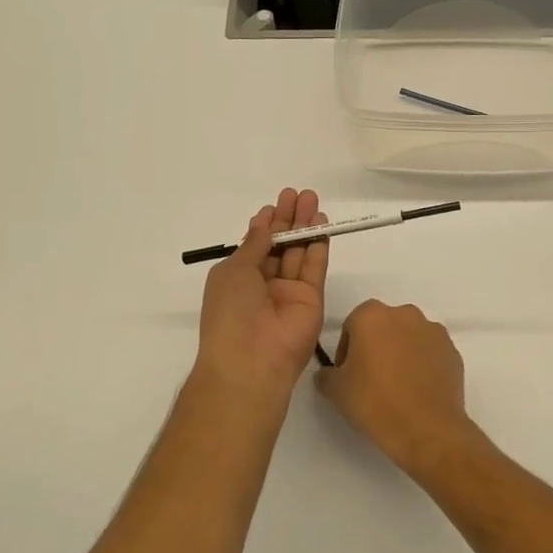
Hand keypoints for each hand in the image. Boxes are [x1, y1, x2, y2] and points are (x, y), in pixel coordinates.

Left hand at [192, 188, 327, 414]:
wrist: (251, 359)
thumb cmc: (230, 311)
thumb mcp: (233, 271)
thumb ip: (254, 245)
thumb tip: (264, 225)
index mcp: (238, 279)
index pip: (256, 246)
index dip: (266, 224)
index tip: (275, 204)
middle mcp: (264, 284)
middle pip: (280, 245)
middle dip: (289, 219)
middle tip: (298, 194)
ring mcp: (289, 292)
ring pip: (299, 252)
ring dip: (305, 226)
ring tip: (312, 199)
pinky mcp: (311, 299)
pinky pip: (315, 267)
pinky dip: (319, 245)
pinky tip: (322, 224)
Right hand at [316, 300, 488, 480]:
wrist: (428, 430)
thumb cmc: (375, 403)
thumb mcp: (335, 391)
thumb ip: (327, 374)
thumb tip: (330, 373)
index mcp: (372, 316)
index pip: (352, 325)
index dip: (346, 350)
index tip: (348, 374)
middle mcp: (405, 314)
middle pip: (382, 326)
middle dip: (375, 346)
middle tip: (370, 379)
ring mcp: (433, 331)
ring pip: (408, 337)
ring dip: (400, 353)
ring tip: (397, 386)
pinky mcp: (453, 351)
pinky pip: (430, 353)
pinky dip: (422, 365)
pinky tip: (417, 391)